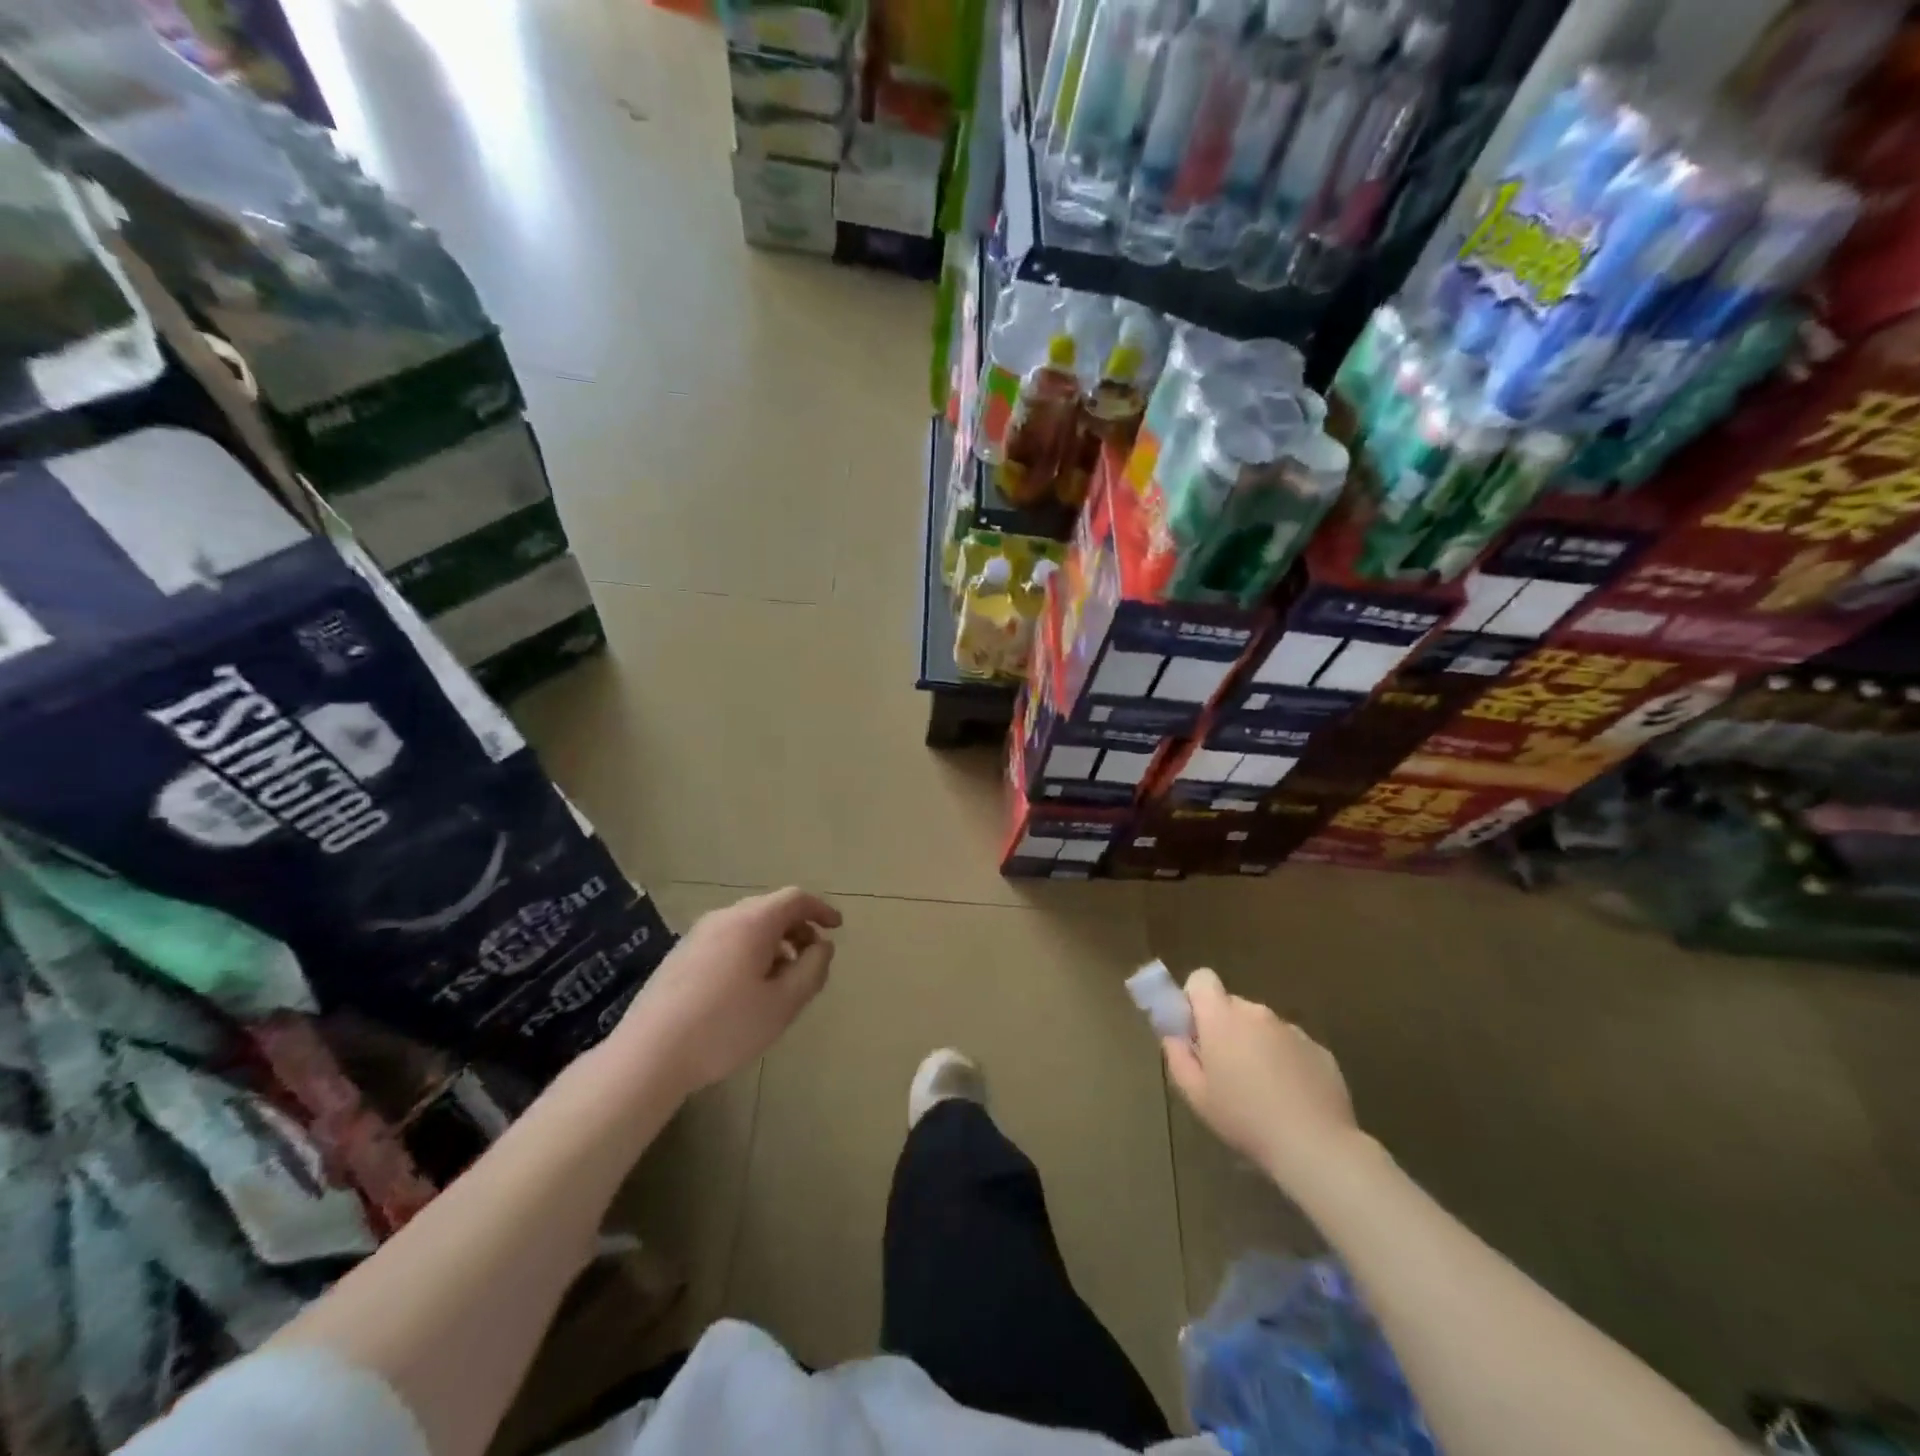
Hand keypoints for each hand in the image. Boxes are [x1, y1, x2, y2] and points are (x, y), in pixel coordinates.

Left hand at [612, 888, 840, 1096]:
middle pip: (770, 909)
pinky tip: (747, 989)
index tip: (837, 927)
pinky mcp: (679, 955)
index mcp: (751, 922)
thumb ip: (812, 970)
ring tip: (783, 978)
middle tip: (813, 958)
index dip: (820, 909)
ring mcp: (696, 935)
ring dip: (774, 942)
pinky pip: (726, 940)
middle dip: (798, 928)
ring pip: (747, 925)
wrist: (648, 1056)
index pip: (795, 898)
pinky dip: (749, 951)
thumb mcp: (783, 1004)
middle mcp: (723, 918)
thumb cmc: (724, 1028)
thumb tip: (823, 946)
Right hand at [1162, 968, 1360, 1189]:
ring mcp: (1292, 1030)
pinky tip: (1290, 1098)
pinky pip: (1291, 1046)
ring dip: (1256, 1045)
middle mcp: (1257, 1013)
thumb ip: (1177, 1055)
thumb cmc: (1244, 1118)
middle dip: (1225, 1028)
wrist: (1314, 1145)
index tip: (1196, 1031)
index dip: (1195, 999)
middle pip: (1232, 1006)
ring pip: (1263, 1027)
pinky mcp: (1319, 1050)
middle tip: (1226, 1069)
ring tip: (1261, 1090)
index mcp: (1222, 1017)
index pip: (1202, 979)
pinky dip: (1286, 1062)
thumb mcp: (1195, 1094)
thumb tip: (1174, 1035)